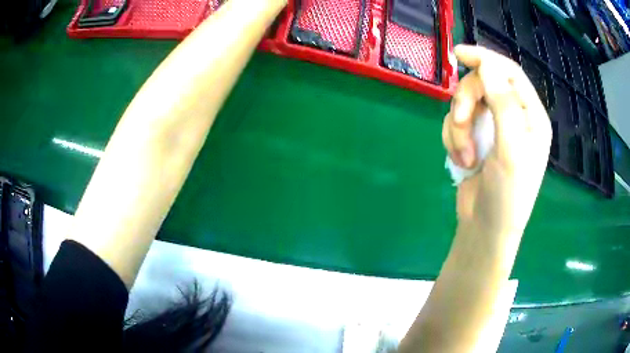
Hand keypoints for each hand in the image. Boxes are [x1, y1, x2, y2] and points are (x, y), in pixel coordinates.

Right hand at [443, 45, 551, 238]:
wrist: (486, 229)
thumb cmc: (507, 195)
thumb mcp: (510, 149)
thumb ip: (503, 104)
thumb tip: (487, 64)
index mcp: (531, 116)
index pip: (509, 73)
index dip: (485, 59)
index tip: (459, 54)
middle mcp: (514, 118)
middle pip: (483, 85)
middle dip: (467, 102)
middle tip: (461, 122)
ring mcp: (494, 129)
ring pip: (466, 105)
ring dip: (459, 128)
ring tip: (465, 156)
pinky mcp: (476, 140)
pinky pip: (456, 124)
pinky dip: (453, 140)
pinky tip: (462, 161)